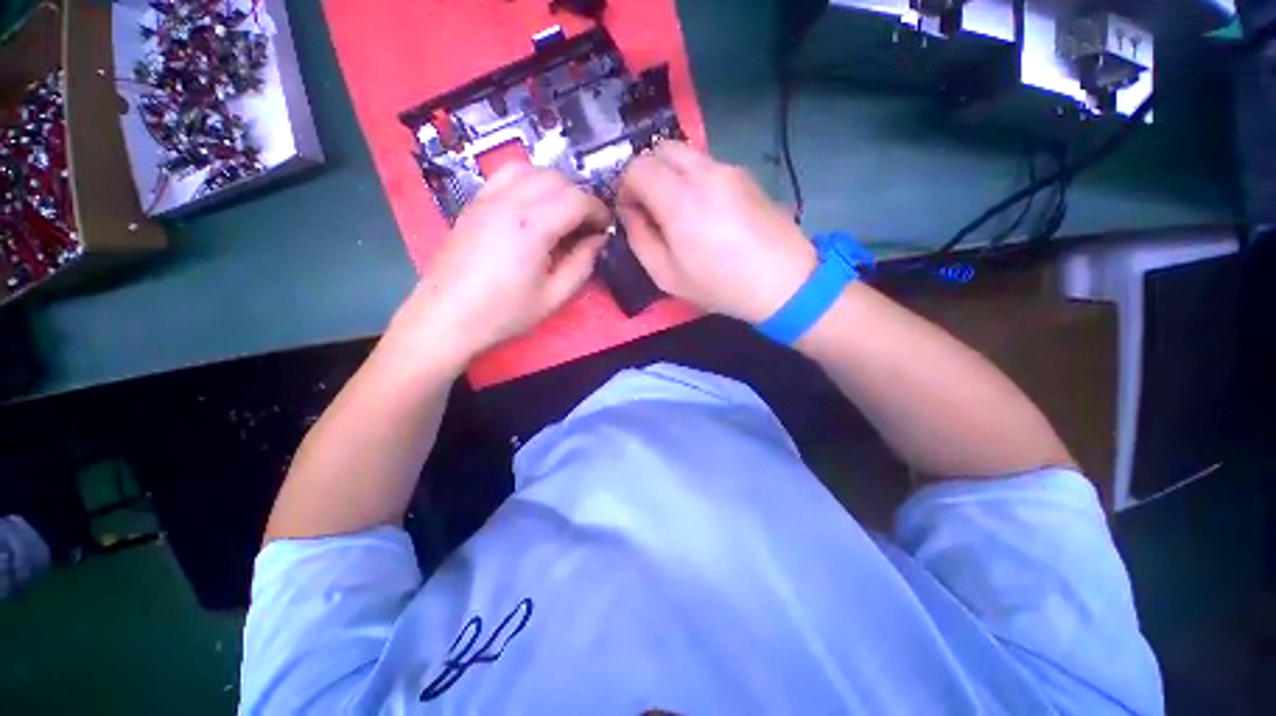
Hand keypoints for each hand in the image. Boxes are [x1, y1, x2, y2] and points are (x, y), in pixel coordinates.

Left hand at [388, 164, 608, 368]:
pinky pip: (505, 176)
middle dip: (579, 197)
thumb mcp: (554, 297)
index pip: (576, 199)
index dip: (598, 210)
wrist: (446, 317)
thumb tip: (598, 240)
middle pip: (555, 178)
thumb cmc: (503, 314)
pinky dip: (528, 183)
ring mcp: (486, 199)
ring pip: (530, 169)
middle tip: (587, 225)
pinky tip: (533, 209)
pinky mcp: (473, 204)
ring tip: (562, 213)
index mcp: (531, 227)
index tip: (606, 228)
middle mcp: (508, 202)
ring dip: (554, 186)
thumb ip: (582, 264)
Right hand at [617, 141, 815, 323]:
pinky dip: (693, 178)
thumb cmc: (720, 286)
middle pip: (660, 149)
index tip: (631, 212)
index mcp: (679, 200)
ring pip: (685, 153)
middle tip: (650, 206)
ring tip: (677, 209)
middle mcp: (703, 172)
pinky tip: (703, 209)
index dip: (625, 187)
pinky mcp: (745, 174)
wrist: (783, 281)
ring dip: (670, 174)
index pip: (637, 167)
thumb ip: (640, 239)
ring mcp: (728, 169)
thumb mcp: (667, 276)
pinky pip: (707, 164)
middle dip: (646, 173)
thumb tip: (629, 212)